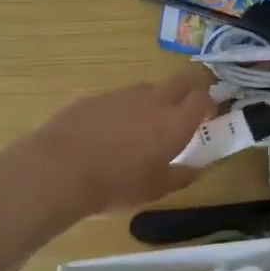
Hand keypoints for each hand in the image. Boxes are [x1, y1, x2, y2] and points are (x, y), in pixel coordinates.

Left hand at [23, 69, 220, 216]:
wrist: (60, 169)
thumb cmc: (116, 185)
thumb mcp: (155, 189)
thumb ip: (182, 175)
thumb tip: (199, 168)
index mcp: (175, 122)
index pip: (203, 96)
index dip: (209, 103)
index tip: (207, 117)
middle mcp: (153, 100)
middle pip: (181, 81)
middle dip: (188, 92)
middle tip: (182, 114)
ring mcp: (123, 94)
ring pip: (149, 89)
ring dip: (153, 102)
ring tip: (140, 129)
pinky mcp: (97, 96)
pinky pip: (120, 98)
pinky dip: (123, 110)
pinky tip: (109, 133)